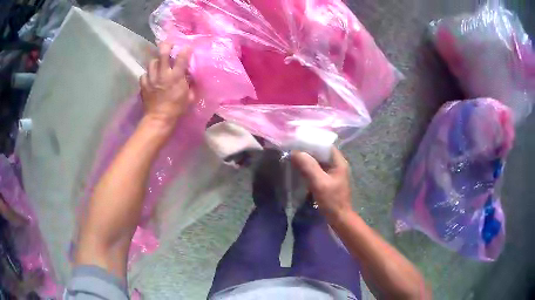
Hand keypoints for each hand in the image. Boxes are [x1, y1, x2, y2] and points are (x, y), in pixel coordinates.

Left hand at [140, 43, 193, 131]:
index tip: (187, 47)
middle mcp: (163, 74)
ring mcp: (151, 79)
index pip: (182, 58)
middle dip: (166, 46)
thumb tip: (189, 76)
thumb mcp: (189, 97)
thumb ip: (189, 84)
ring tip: (158, 63)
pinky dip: (147, 74)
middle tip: (169, 45)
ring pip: (152, 62)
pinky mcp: (143, 85)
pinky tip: (150, 77)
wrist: (159, 119)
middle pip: (163, 54)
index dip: (185, 50)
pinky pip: (144, 74)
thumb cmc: (176, 109)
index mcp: (176, 77)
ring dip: (156, 61)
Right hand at [291, 147, 352, 220]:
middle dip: (307, 150)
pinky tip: (298, 169)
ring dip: (307, 160)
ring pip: (318, 161)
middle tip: (292, 149)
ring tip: (293, 157)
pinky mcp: (327, 181)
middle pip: (321, 152)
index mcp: (339, 162)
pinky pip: (317, 170)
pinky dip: (308, 168)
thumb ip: (308, 167)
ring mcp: (332, 173)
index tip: (297, 141)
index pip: (325, 145)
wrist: (339, 219)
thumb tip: (295, 152)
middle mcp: (337, 165)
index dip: (312, 142)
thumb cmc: (332, 201)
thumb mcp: (319, 183)